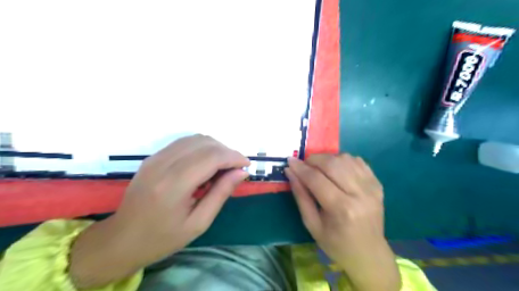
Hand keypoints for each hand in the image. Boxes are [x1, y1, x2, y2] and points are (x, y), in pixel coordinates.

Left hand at [69, 134, 249, 288]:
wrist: (121, 239)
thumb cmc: (163, 237)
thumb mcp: (199, 222)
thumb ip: (221, 193)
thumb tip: (241, 173)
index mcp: (174, 185)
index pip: (212, 157)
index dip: (234, 157)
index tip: (246, 166)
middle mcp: (163, 164)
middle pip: (205, 143)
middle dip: (227, 152)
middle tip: (235, 169)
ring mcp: (155, 157)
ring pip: (195, 139)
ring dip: (215, 148)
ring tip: (222, 167)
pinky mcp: (153, 157)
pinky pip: (184, 143)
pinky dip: (201, 148)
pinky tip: (205, 164)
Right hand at [284, 154, 400, 290]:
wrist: (369, 253)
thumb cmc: (336, 243)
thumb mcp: (312, 224)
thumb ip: (300, 196)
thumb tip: (290, 172)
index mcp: (341, 209)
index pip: (316, 179)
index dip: (300, 168)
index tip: (290, 161)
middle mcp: (359, 194)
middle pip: (332, 164)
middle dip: (314, 159)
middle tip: (304, 164)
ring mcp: (372, 187)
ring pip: (345, 159)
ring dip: (328, 158)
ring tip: (319, 167)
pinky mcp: (377, 184)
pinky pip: (358, 161)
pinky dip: (343, 160)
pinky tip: (336, 169)